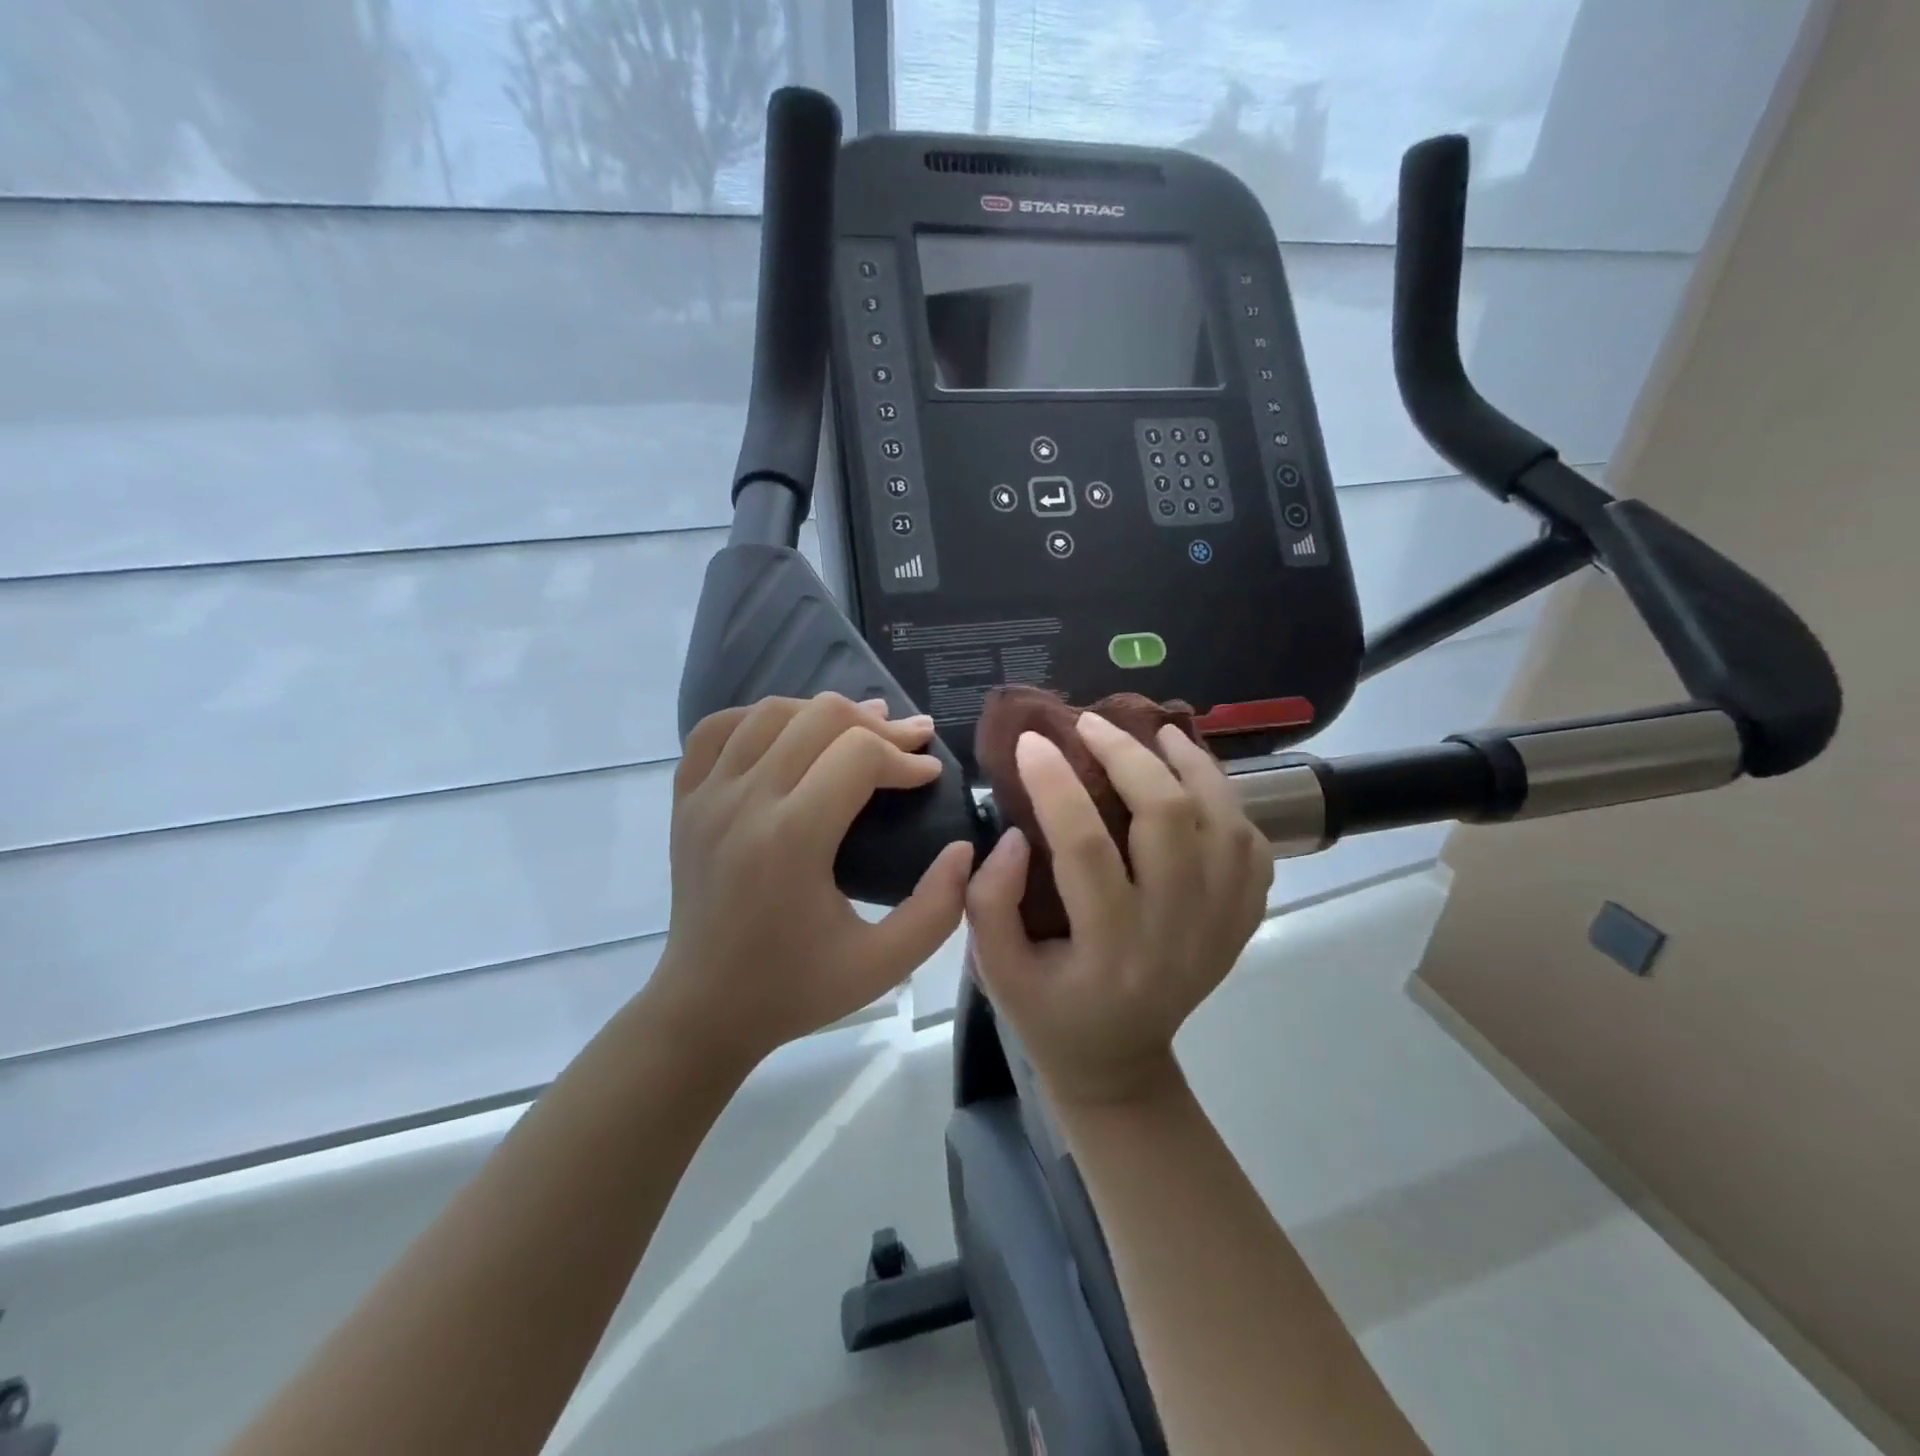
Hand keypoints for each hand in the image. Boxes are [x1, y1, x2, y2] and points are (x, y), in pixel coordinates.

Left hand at [645, 693, 974, 1067]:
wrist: (705, 1008)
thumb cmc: (797, 989)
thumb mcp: (884, 964)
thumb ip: (940, 906)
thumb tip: (964, 846)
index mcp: (791, 840)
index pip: (858, 754)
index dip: (904, 757)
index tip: (929, 777)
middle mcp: (743, 803)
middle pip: (819, 717)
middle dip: (877, 725)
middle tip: (910, 743)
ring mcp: (706, 796)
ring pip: (771, 711)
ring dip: (824, 713)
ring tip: (861, 730)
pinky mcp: (685, 800)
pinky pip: (717, 728)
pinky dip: (760, 718)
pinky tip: (789, 733)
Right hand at [966, 713, 1272, 1108]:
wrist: (1119, 1063)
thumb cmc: (1049, 1012)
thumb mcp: (994, 971)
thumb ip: (990, 901)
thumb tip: (1018, 834)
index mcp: (1108, 948)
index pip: (1085, 847)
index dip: (1055, 784)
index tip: (1030, 741)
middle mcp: (1175, 932)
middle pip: (1168, 819)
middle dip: (1127, 755)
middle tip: (1090, 723)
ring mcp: (1219, 926)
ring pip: (1223, 824)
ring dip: (1191, 767)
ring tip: (1156, 731)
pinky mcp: (1239, 923)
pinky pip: (1251, 848)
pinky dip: (1226, 802)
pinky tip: (1195, 780)